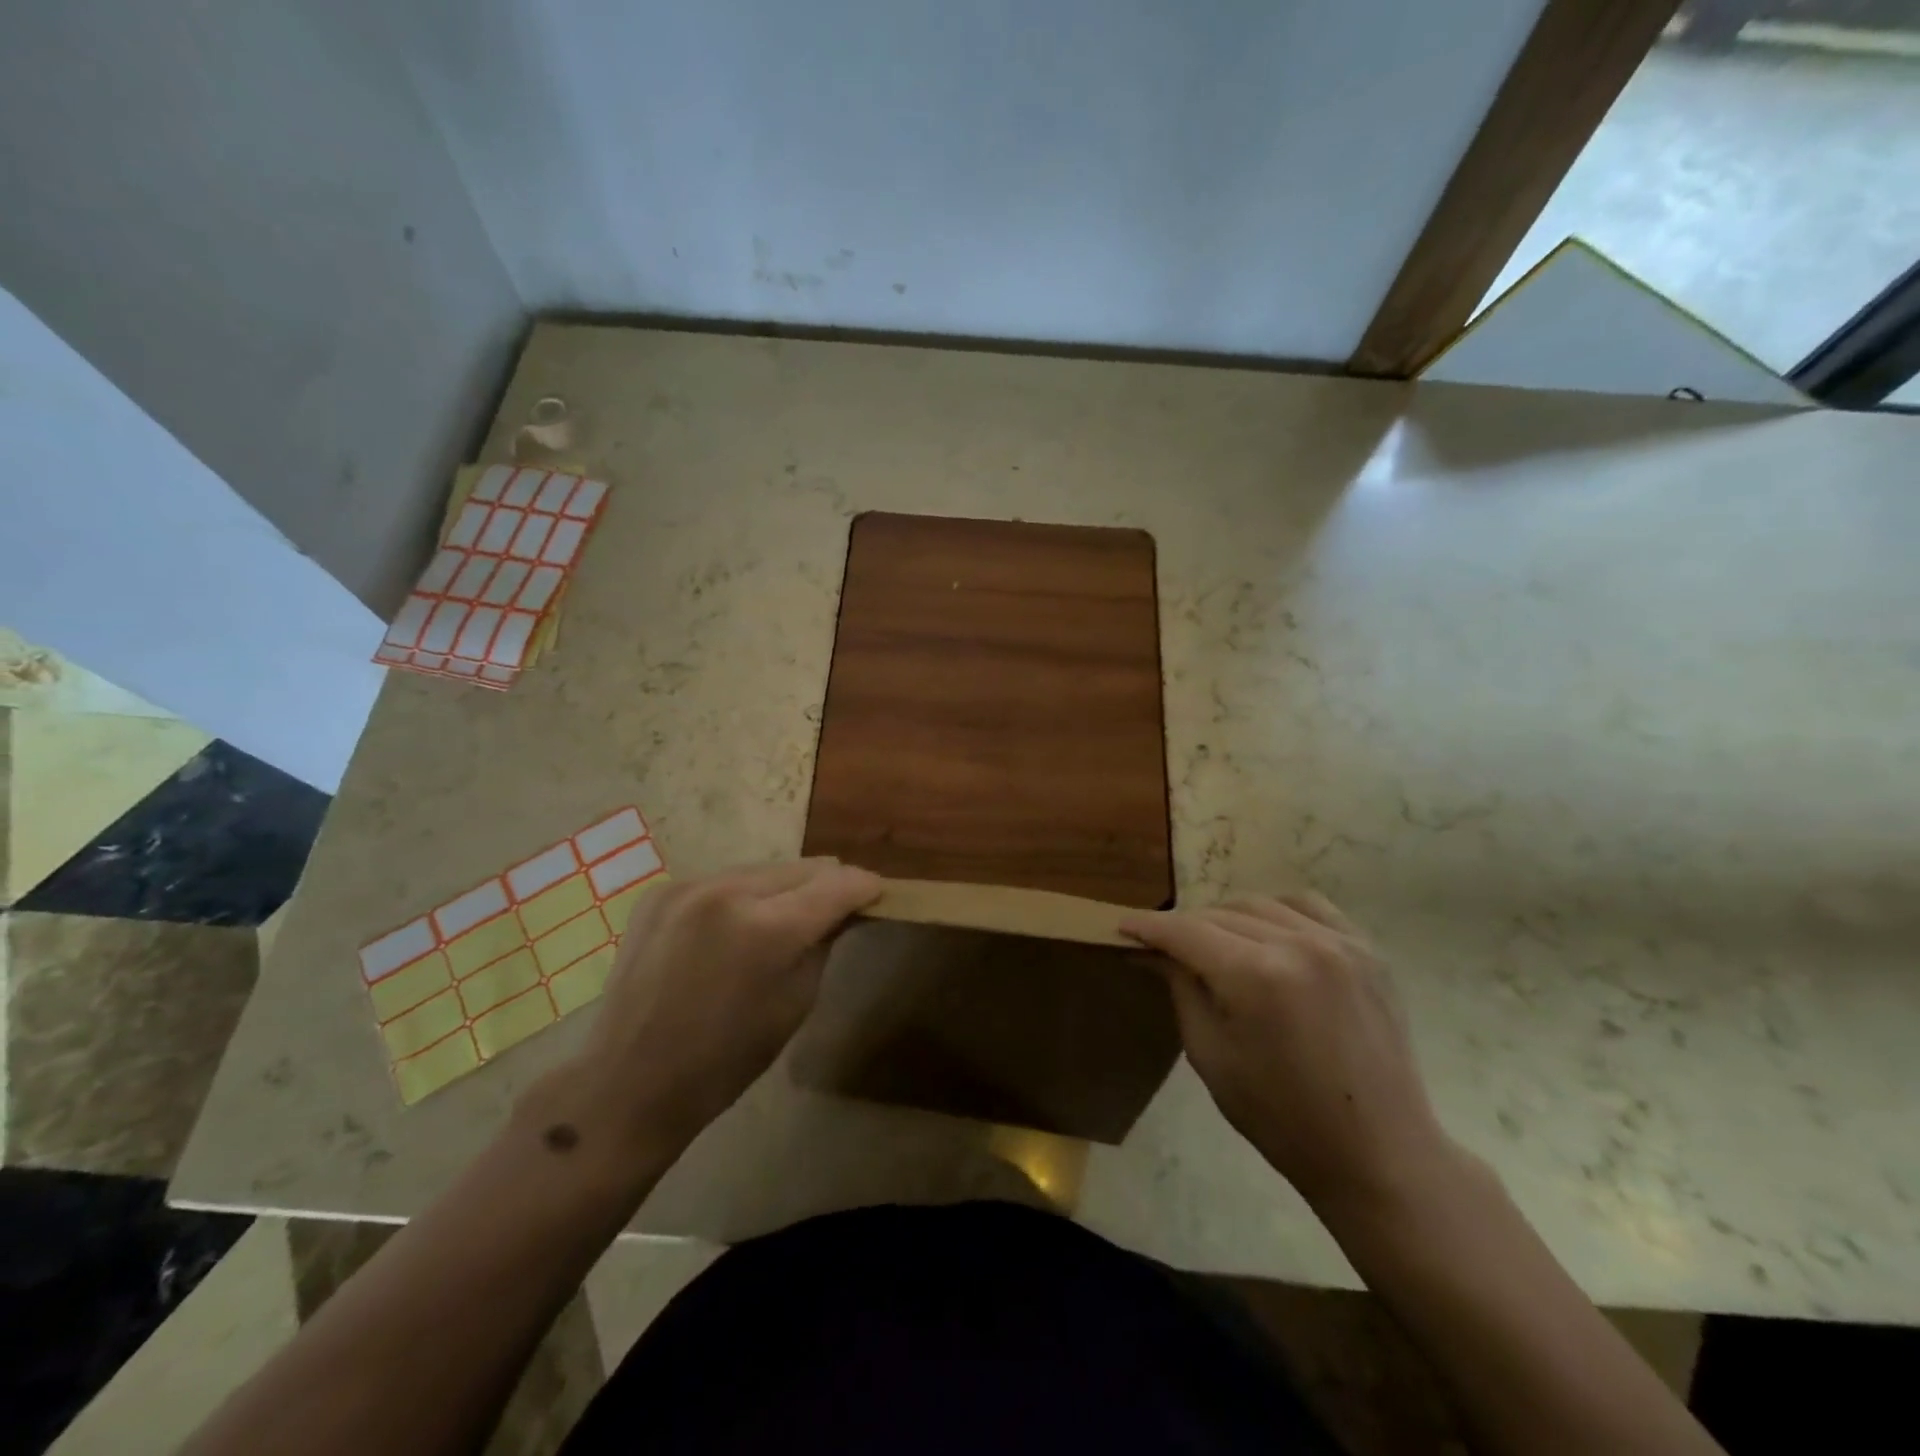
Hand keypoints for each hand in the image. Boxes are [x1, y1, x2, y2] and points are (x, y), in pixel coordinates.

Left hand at [575, 858, 880, 1139]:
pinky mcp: (662, 891)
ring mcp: (689, 886)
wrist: (627, 1081)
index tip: (878, 894)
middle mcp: (728, 891)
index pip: (837, 885)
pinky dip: (744, 896)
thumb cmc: (724, 1060)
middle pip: (802, 868)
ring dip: (786, 887)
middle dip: (827, 884)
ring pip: (764, 869)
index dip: (865, 887)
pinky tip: (740, 925)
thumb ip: (823, 943)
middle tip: (842, 904)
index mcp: (766, 928)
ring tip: (791, 914)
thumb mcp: (795, 1004)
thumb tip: (841, 911)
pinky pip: (725, 880)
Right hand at [1121, 893, 1455, 1214]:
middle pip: (1220, 914)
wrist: (1378, 1153)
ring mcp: (1338, 943)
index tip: (1123, 926)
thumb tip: (1151, 952)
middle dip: (1185, 927)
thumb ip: (1181, 989)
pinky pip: (1309, 907)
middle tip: (1165, 947)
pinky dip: (1278, 912)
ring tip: (1215, 944)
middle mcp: (1297, 944)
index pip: (1185, 932)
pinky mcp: (1367, 950)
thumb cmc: (1281, 1117)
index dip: (1148, 926)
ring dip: (1227, 918)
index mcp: (1255, 976)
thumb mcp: (1210, 1055)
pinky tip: (1267, 933)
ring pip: (1261, 904)